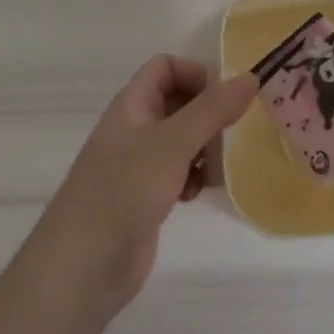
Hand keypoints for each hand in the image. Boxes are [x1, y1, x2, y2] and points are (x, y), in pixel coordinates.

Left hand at [31, 56, 257, 315]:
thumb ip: (212, 110)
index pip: (166, 67)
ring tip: (217, 167)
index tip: (226, 99)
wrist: (83, 267)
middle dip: (208, 114)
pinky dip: (194, 177)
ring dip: (205, 148)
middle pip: (178, 102)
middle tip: (232, 134)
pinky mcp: (147, 196)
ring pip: (182, 139)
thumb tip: (250, 77)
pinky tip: (197, 194)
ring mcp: (139, 164)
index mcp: (132, 105)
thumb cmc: (124, 192)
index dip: (196, 74)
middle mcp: (135, 128)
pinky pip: (179, 171)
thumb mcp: (172, 144)